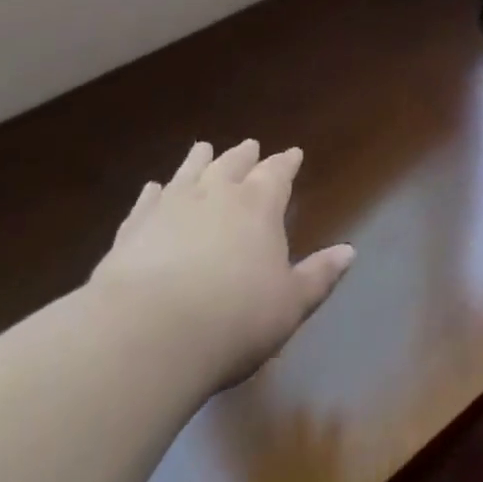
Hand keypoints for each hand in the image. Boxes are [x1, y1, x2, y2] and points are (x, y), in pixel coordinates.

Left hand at [89, 140, 354, 389]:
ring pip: (189, 173)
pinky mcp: (132, 230)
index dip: (287, 163)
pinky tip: (153, 188)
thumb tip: (349, 252)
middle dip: (245, 156)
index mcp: (259, 205)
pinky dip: (153, 192)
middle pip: (232, 164)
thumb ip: (318, 275)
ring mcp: (170, 208)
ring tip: (203, 148)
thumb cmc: (234, 319)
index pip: (277, 173)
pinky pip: (147, 202)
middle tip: (250, 145)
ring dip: (199, 160)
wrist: (147, 336)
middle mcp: (216, 195)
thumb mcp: (290, 304)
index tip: (294, 153)